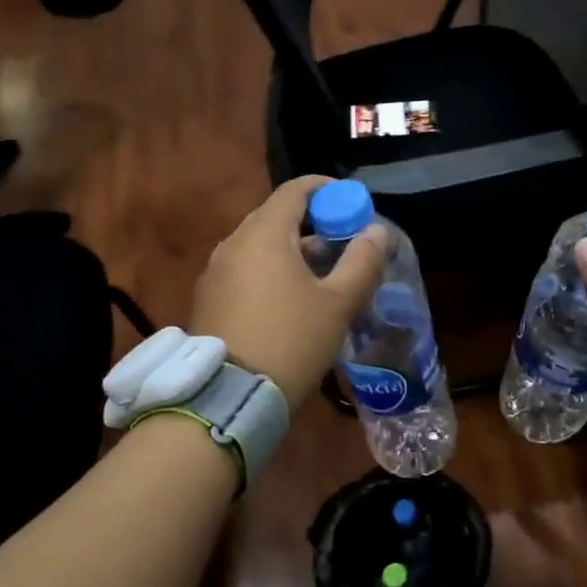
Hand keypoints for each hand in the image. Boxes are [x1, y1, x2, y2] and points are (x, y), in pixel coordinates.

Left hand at [189, 176, 387, 404]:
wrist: (229, 398)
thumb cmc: (291, 340)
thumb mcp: (338, 303)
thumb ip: (362, 261)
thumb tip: (377, 231)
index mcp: (264, 234)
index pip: (296, 190)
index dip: (328, 188)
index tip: (353, 202)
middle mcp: (233, 244)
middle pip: (277, 216)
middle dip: (314, 222)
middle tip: (345, 241)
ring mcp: (216, 272)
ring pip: (261, 245)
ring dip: (294, 249)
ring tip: (326, 273)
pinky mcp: (209, 299)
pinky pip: (247, 269)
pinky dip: (273, 270)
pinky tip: (294, 299)